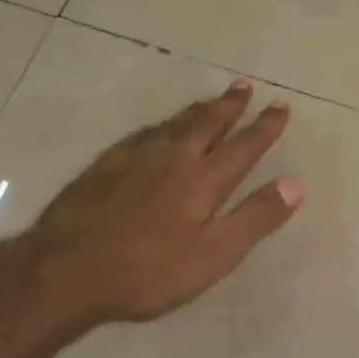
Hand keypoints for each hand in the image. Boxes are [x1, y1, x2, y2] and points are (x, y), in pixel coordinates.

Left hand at [19, 78, 301, 323]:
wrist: (63, 271)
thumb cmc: (146, 271)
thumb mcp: (212, 256)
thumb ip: (254, 218)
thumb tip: (295, 184)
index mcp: (204, 179)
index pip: (244, 146)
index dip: (265, 126)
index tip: (281, 106)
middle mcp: (174, 157)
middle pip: (208, 123)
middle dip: (231, 105)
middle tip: (245, 86)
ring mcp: (137, 157)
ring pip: (176, 123)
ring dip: (199, 109)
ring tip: (212, 99)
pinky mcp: (106, 164)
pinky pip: (144, 133)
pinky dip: (162, 124)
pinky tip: (158, 127)